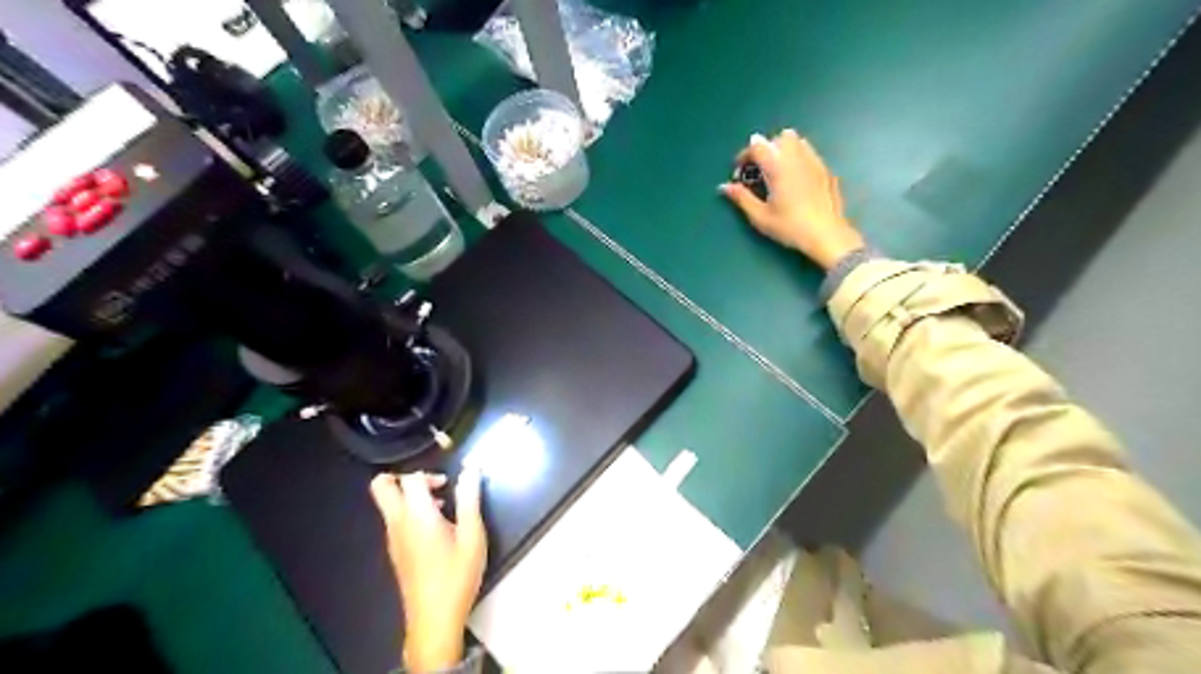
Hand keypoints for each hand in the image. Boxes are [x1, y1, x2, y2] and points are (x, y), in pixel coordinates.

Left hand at [374, 468, 488, 673]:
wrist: (434, 619)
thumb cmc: (457, 574)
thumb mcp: (472, 533)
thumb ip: (470, 498)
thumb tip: (471, 468)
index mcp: (416, 515)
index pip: (410, 478)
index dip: (429, 473)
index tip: (448, 484)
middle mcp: (397, 523)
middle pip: (381, 487)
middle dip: (403, 477)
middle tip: (432, 485)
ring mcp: (392, 539)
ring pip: (388, 504)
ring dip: (410, 496)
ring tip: (443, 507)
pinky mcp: (396, 551)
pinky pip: (395, 520)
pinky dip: (411, 513)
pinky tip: (438, 529)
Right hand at [722, 129, 862, 270]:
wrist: (827, 235)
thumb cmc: (790, 227)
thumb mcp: (760, 216)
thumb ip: (741, 198)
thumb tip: (724, 186)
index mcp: (778, 166)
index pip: (757, 146)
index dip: (744, 155)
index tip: (739, 171)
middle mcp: (797, 157)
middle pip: (780, 137)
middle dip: (767, 148)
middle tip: (759, 170)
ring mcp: (815, 162)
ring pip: (798, 141)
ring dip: (784, 150)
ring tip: (778, 171)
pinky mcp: (826, 171)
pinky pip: (810, 154)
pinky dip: (799, 158)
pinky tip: (796, 180)